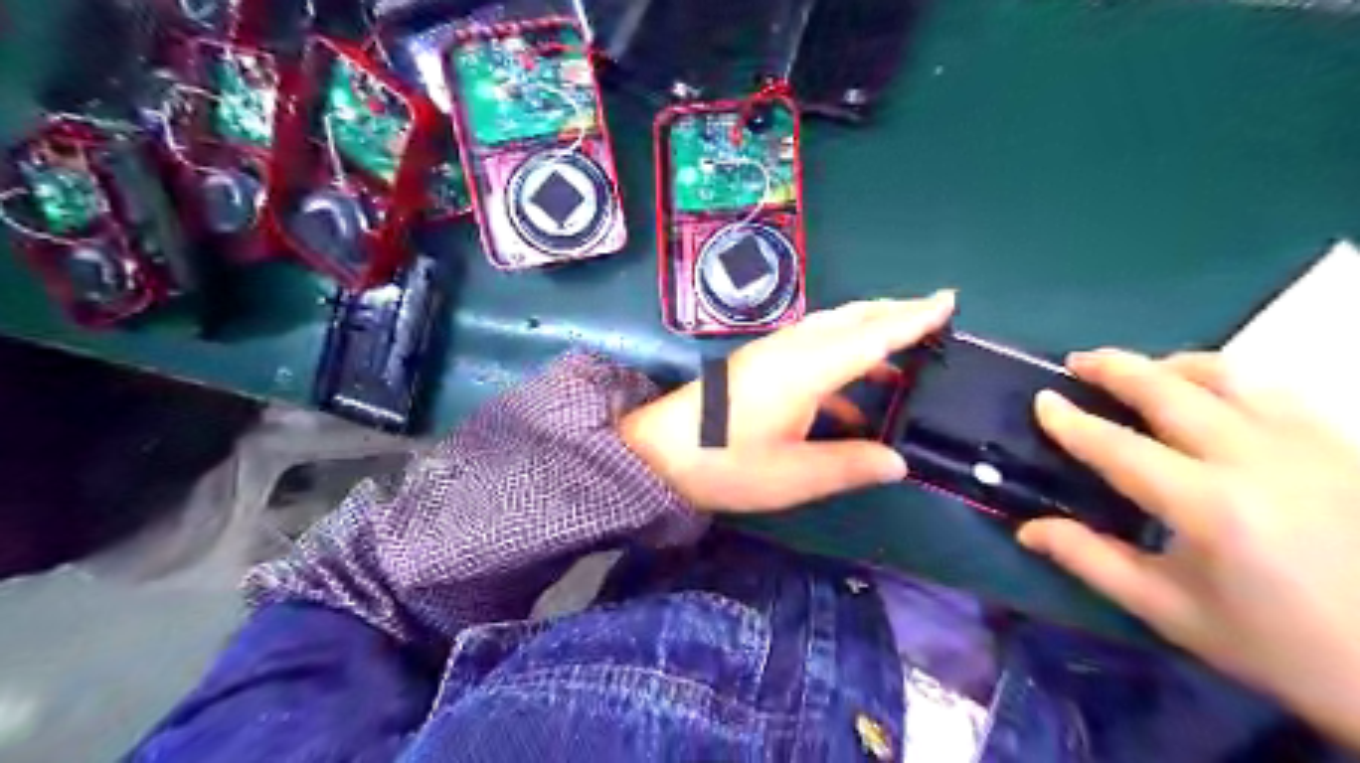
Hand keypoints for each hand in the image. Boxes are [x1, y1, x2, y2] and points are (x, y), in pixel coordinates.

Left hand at [621, 292, 955, 512]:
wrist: (657, 454)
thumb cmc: (724, 464)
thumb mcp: (792, 476)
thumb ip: (849, 465)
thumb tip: (898, 462)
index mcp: (804, 369)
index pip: (870, 336)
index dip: (911, 319)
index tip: (947, 301)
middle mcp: (790, 350)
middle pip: (850, 320)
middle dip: (893, 314)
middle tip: (932, 316)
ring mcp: (771, 355)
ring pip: (830, 331)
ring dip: (867, 336)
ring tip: (902, 356)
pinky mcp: (758, 367)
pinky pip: (811, 352)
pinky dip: (841, 364)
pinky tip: (854, 400)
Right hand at [1025, 350, 1359, 748]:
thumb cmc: (1282, 646)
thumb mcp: (1173, 613)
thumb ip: (1092, 560)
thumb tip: (1026, 528)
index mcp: (1209, 505)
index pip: (1118, 446)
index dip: (1071, 421)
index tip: (1042, 399)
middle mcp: (1258, 458)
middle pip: (1172, 390)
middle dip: (1116, 368)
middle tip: (1079, 361)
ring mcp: (1311, 443)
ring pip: (1231, 374)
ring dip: (1172, 365)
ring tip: (1143, 372)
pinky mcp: (1345, 444)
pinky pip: (1272, 389)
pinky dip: (1226, 380)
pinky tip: (1212, 398)